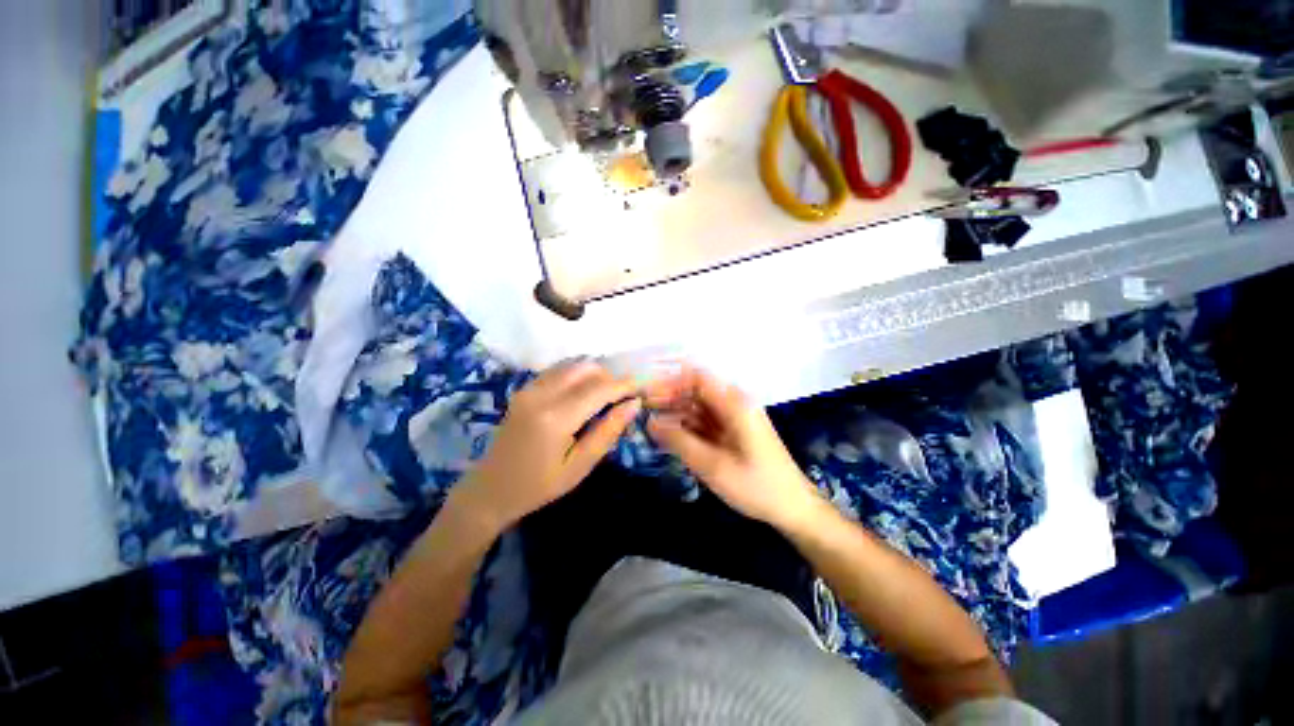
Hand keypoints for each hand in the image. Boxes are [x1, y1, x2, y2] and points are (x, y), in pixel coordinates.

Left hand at [453, 361, 639, 528]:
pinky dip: (577, 375)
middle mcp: (541, 394)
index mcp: (556, 418)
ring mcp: (529, 388)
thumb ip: (608, 431)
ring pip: (573, 365)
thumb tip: (634, 404)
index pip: (600, 389)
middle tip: (623, 398)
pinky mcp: (524, 389)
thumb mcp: (580, 466)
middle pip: (587, 369)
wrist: (489, 490)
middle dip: (610, 378)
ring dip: (595, 374)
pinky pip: (558, 370)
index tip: (642, 387)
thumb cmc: (539, 486)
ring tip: (605, 397)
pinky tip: (583, 393)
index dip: (624, 385)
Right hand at [645, 366, 821, 530]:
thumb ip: (679, 441)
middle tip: (641, 411)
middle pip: (695, 390)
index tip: (646, 395)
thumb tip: (651, 422)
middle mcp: (734, 403)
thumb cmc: (756, 486)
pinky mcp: (733, 431)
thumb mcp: (713, 466)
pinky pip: (705, 421)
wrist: (793, 507)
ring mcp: (734, 418)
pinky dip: (686, 426)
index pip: (696, 377)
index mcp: (734, 403)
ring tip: (649, 424)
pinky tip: (668, 436)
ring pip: (698, 406)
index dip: (670, 382)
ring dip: (675, 413)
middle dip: (668, 397)